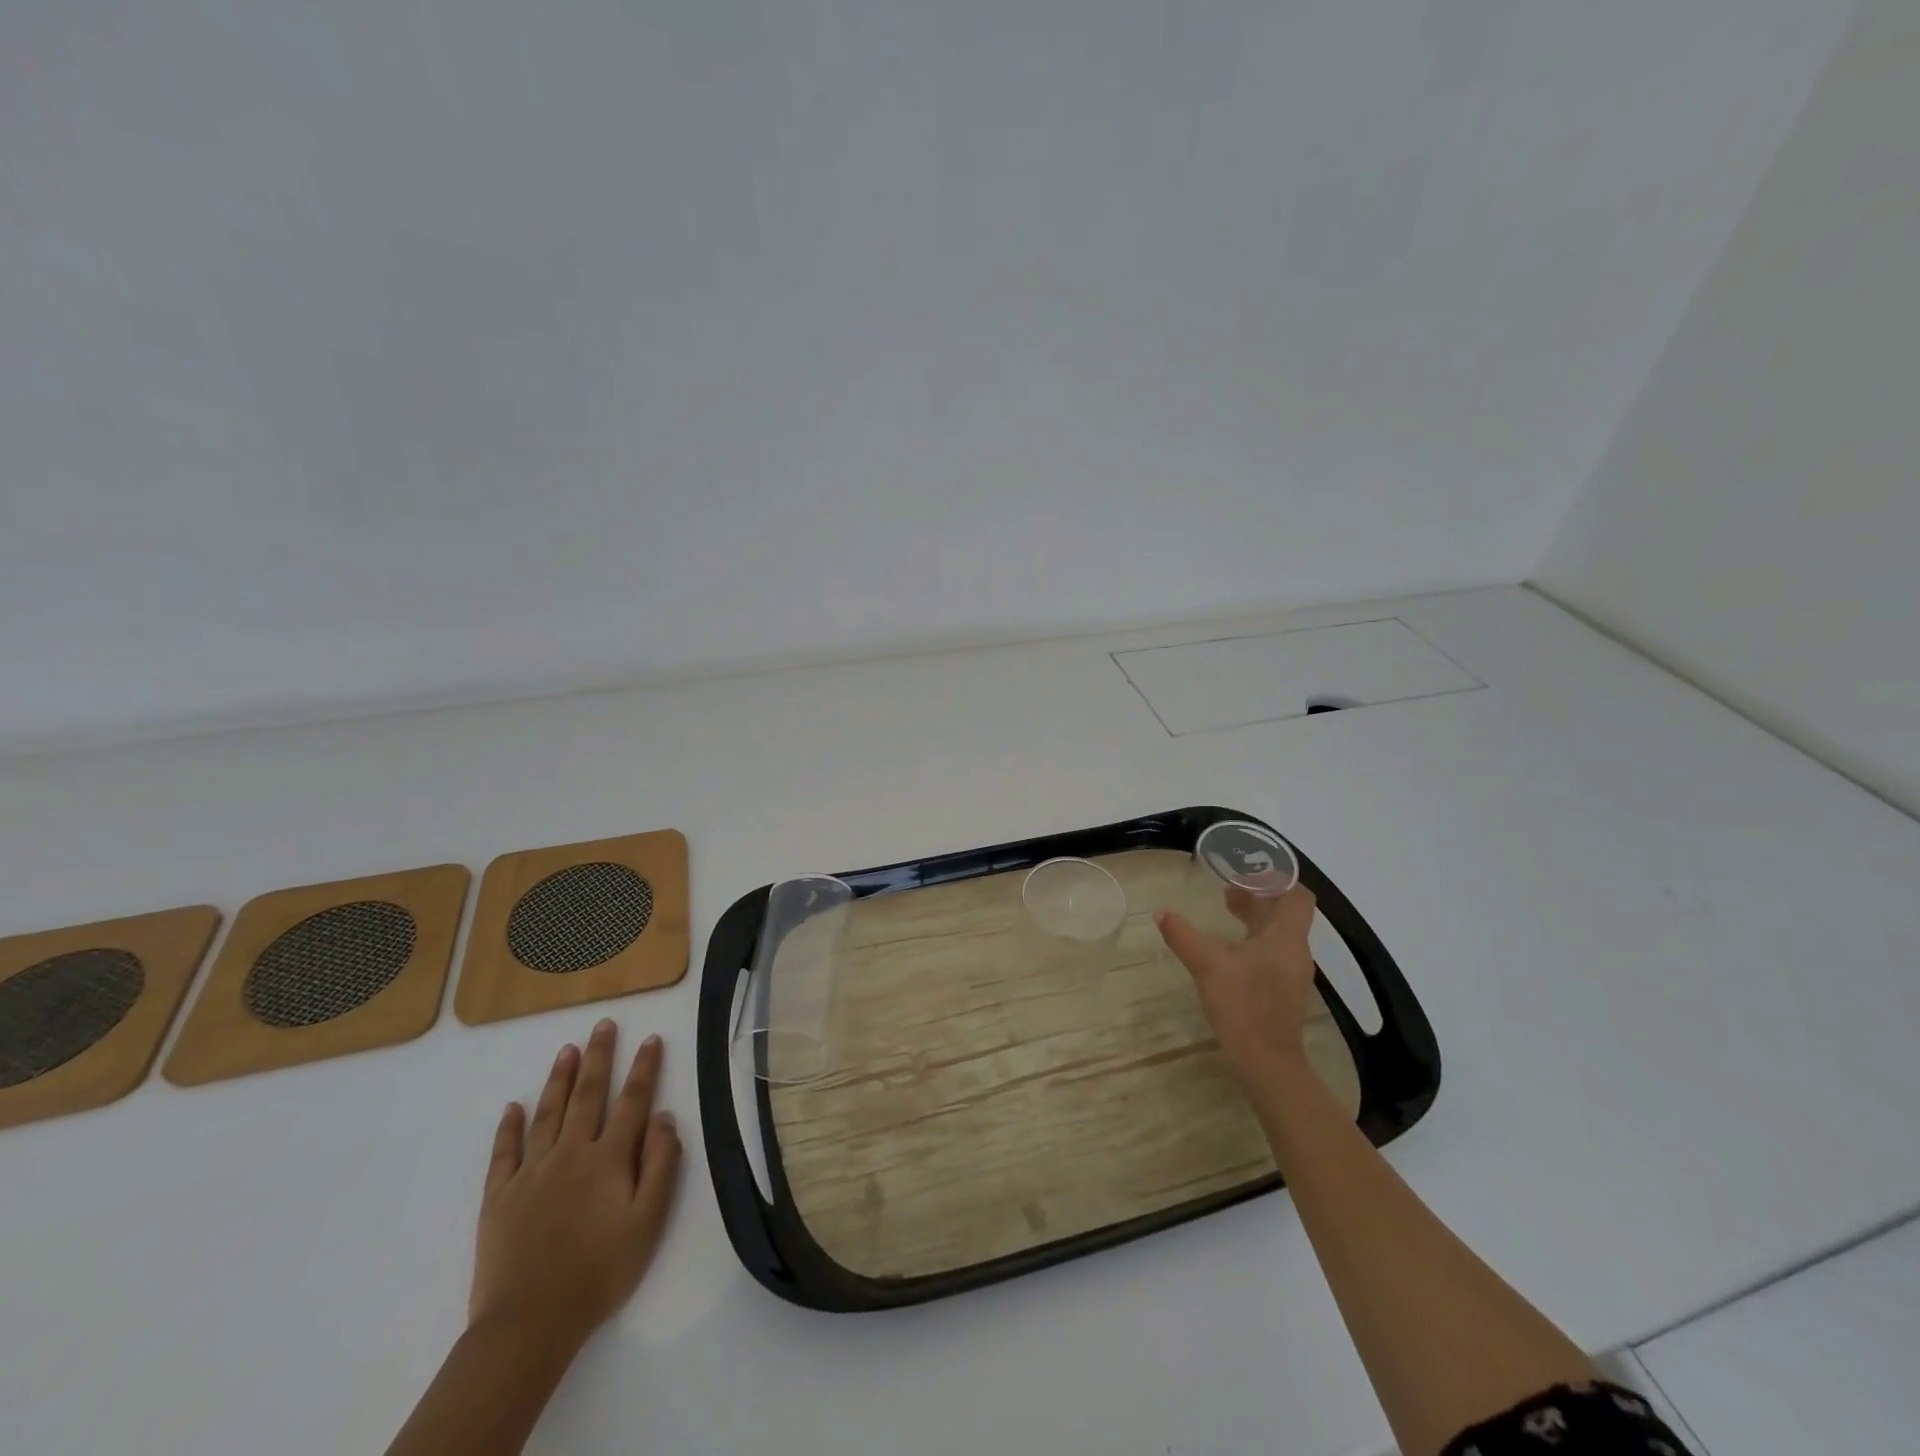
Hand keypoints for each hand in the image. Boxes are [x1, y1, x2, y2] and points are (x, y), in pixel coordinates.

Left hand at [470, 1020, 682, 1353]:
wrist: (528, 1324)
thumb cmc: (599, 1273)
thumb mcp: (648, 1223)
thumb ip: (661, 1166)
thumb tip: (665, 1118)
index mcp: (609, 1159)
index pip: (633, 1101)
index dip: (644, 1068)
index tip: (651, 1039)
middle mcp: (571, 1153)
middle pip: (588, 1095)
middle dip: (599, 1056)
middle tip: (603, 1024)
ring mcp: (531, 1172)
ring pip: (548, 1113)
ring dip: (560, 1078)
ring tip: (567, 1049)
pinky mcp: (499, 1197)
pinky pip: (504, 1152)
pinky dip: (509, 1127)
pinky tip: (513, 1107)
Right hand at [1155, 883, 1318, 1088]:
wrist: (1267, 1063)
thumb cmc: (1243, 1007)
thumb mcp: (1207, 965)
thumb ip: (1183, 935)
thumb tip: (1162, 912)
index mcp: (1285, 938)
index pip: (1297, 896)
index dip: (1279, 878)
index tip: (1252, 868)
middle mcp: (1294, 951)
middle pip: (1285, 912)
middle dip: (1259, 894)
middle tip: (1230, 884)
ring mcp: (1290, 972)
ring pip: (1277, 932)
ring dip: (1255, 916)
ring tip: (1226, 906)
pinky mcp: (1282, 989)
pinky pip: (1272, 951)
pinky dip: (1253, 938)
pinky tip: (1229, 946)